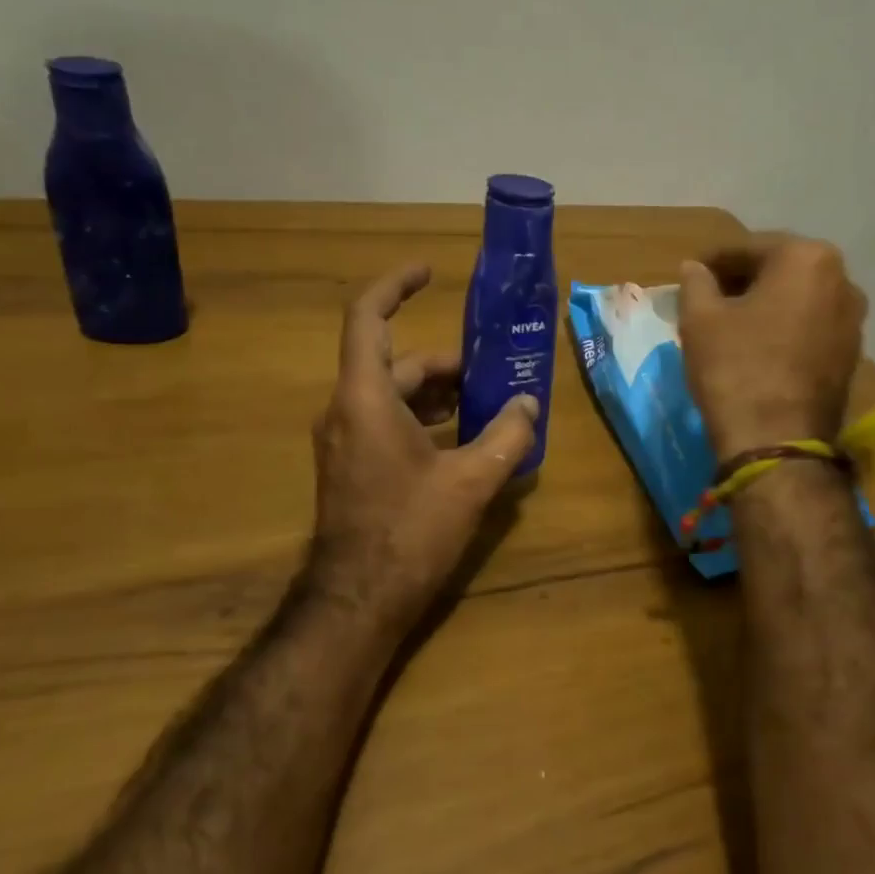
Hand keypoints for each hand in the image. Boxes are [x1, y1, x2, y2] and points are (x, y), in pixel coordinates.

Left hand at [308, 263, 538, 629]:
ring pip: (394, 395)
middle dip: (446, 362)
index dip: (395, 286)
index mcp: (365, 398)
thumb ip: (506, 437)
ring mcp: (345, 441)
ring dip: (438, 394)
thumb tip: (529, 405)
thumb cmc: (409, 532)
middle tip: (493, 371)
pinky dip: (425, 420)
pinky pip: (388, 423)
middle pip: (396, 363)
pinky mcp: (352, 467)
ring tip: (488, 405)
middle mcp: (346, 410)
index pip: (368, 318)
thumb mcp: (470, 481)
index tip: (429, 272)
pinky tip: (465, 441)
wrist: (358, 601)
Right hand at [677, 235, 866, 461]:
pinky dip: (783, 330)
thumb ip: (696, 282)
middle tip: (706, 300)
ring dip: (764, 306)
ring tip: (729, 326)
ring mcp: (853, 321)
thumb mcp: (700, 319)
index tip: (688, 276)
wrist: (777, 442)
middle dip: (741, 281)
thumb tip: (694, 268)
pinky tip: (756, 349)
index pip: (747, 248)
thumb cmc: (735, 368)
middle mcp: (842, 281)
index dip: (712, 262)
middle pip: (778, 271)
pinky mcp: (851, 356)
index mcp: (807, 258)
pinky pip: (809, 328)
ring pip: (796, 300)